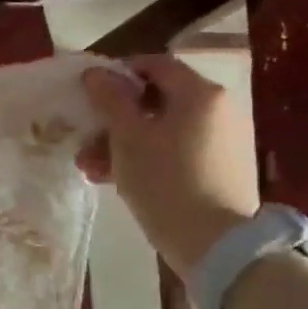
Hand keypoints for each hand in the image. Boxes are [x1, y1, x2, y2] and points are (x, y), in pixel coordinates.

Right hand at [78, 56, 256, 271]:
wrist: (215, 243)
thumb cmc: (165, 181)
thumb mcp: (128, 138)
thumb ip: (110, 100)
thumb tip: (96, 73)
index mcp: (199, 93)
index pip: (155, 64)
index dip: (118, 73)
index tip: (89, 93)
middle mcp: (217, 109)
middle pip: (157, 100)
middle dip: (115, 118)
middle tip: (85, 138)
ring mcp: (222, 140)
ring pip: (162, 129)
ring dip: (124, 142)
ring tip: (91, 167)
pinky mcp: (220, 168)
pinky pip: (176, 150)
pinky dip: (146, 157)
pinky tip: (115, 179)